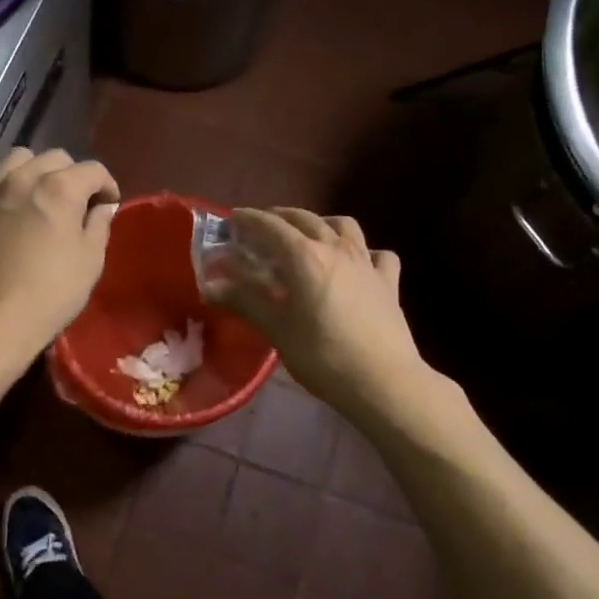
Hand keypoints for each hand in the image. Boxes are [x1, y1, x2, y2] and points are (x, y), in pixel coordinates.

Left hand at [0, 148, 119, 357]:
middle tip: (76, 203)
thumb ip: (98, 226)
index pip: (92, 169)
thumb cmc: (49, 293)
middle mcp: (23, 178)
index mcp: (59, 188)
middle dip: (72, 175)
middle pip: (55, 158)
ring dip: (36, 171)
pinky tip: (11, 212)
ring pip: (18, 160)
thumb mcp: (90, 262)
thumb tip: (102, 208)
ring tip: (40, 197)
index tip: (109, 204)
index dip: (107, 185)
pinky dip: (8, 188)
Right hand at [211, 207, 423, 413]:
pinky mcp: (389, 281)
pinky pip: (377, 253)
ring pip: (344, 225)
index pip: (270, 226)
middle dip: (280, 217)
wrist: (384, 382)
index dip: (249, 219)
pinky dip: (363, 250)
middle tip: (262, 227)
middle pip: (305, 219)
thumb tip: (210, 286)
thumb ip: (245, 301)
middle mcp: (336, 249)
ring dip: (321, 223)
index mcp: (304, 256)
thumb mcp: (277, 330)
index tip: (232, 219)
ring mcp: (367, 262)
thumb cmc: (323, 357)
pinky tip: (356, 263)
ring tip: (308, 236)